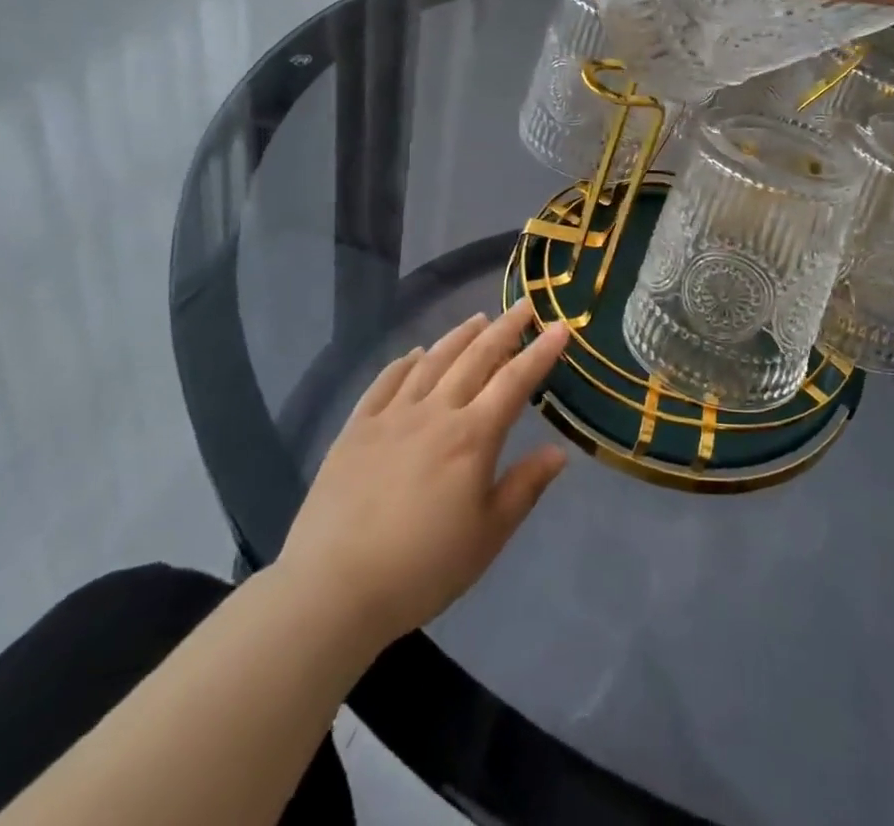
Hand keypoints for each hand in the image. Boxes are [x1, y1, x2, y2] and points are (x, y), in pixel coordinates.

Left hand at [271, 303, 571, 648]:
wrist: (333, 589)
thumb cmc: (422, 568)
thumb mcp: (487, 536)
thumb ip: (524, 487)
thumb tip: (559, 451)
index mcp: (472, 437)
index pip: (514, 381)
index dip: (540, 352)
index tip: (560, 327)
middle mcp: (435, 412)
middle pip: (476, 357)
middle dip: (505, 328)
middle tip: (524, 305)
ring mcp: (392, 416)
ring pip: (433, 361)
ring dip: (459, 336)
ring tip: (478, 319)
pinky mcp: (356, 428)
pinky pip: (385, 382)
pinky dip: (405, 362)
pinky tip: (415, 354)